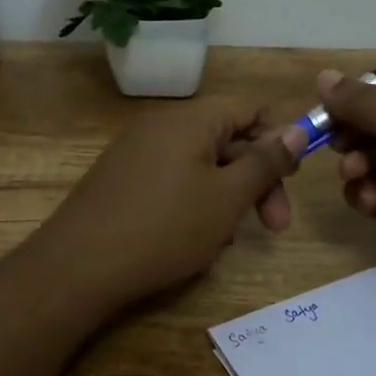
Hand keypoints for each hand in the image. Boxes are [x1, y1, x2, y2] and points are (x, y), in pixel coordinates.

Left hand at [31, 96, 301, 310]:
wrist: (79, 266)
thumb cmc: (165, 228)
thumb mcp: (227, 198)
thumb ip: (265, 162)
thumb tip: (297, 128)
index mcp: (190, 119)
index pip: (250, 109)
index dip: (278, 139)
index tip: (292, 179)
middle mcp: (161, 126)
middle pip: (226, 140)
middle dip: (256, 181)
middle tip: (274, 226)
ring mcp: (136, 153)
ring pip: (200, 167)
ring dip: (224, 199)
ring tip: (224, 242)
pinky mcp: (120, 180)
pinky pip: (171, 182)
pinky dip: (192, 205)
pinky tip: (193, 243)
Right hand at [315, 69, 375, 293]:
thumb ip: (366, 102)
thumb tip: (322, 77)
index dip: (365, 93)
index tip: (330, 103)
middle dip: (355, 131)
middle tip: (334, 142)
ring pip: (374, 161)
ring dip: (357, 164)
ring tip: (354, 174)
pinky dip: (365, 195)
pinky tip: (369, 201)